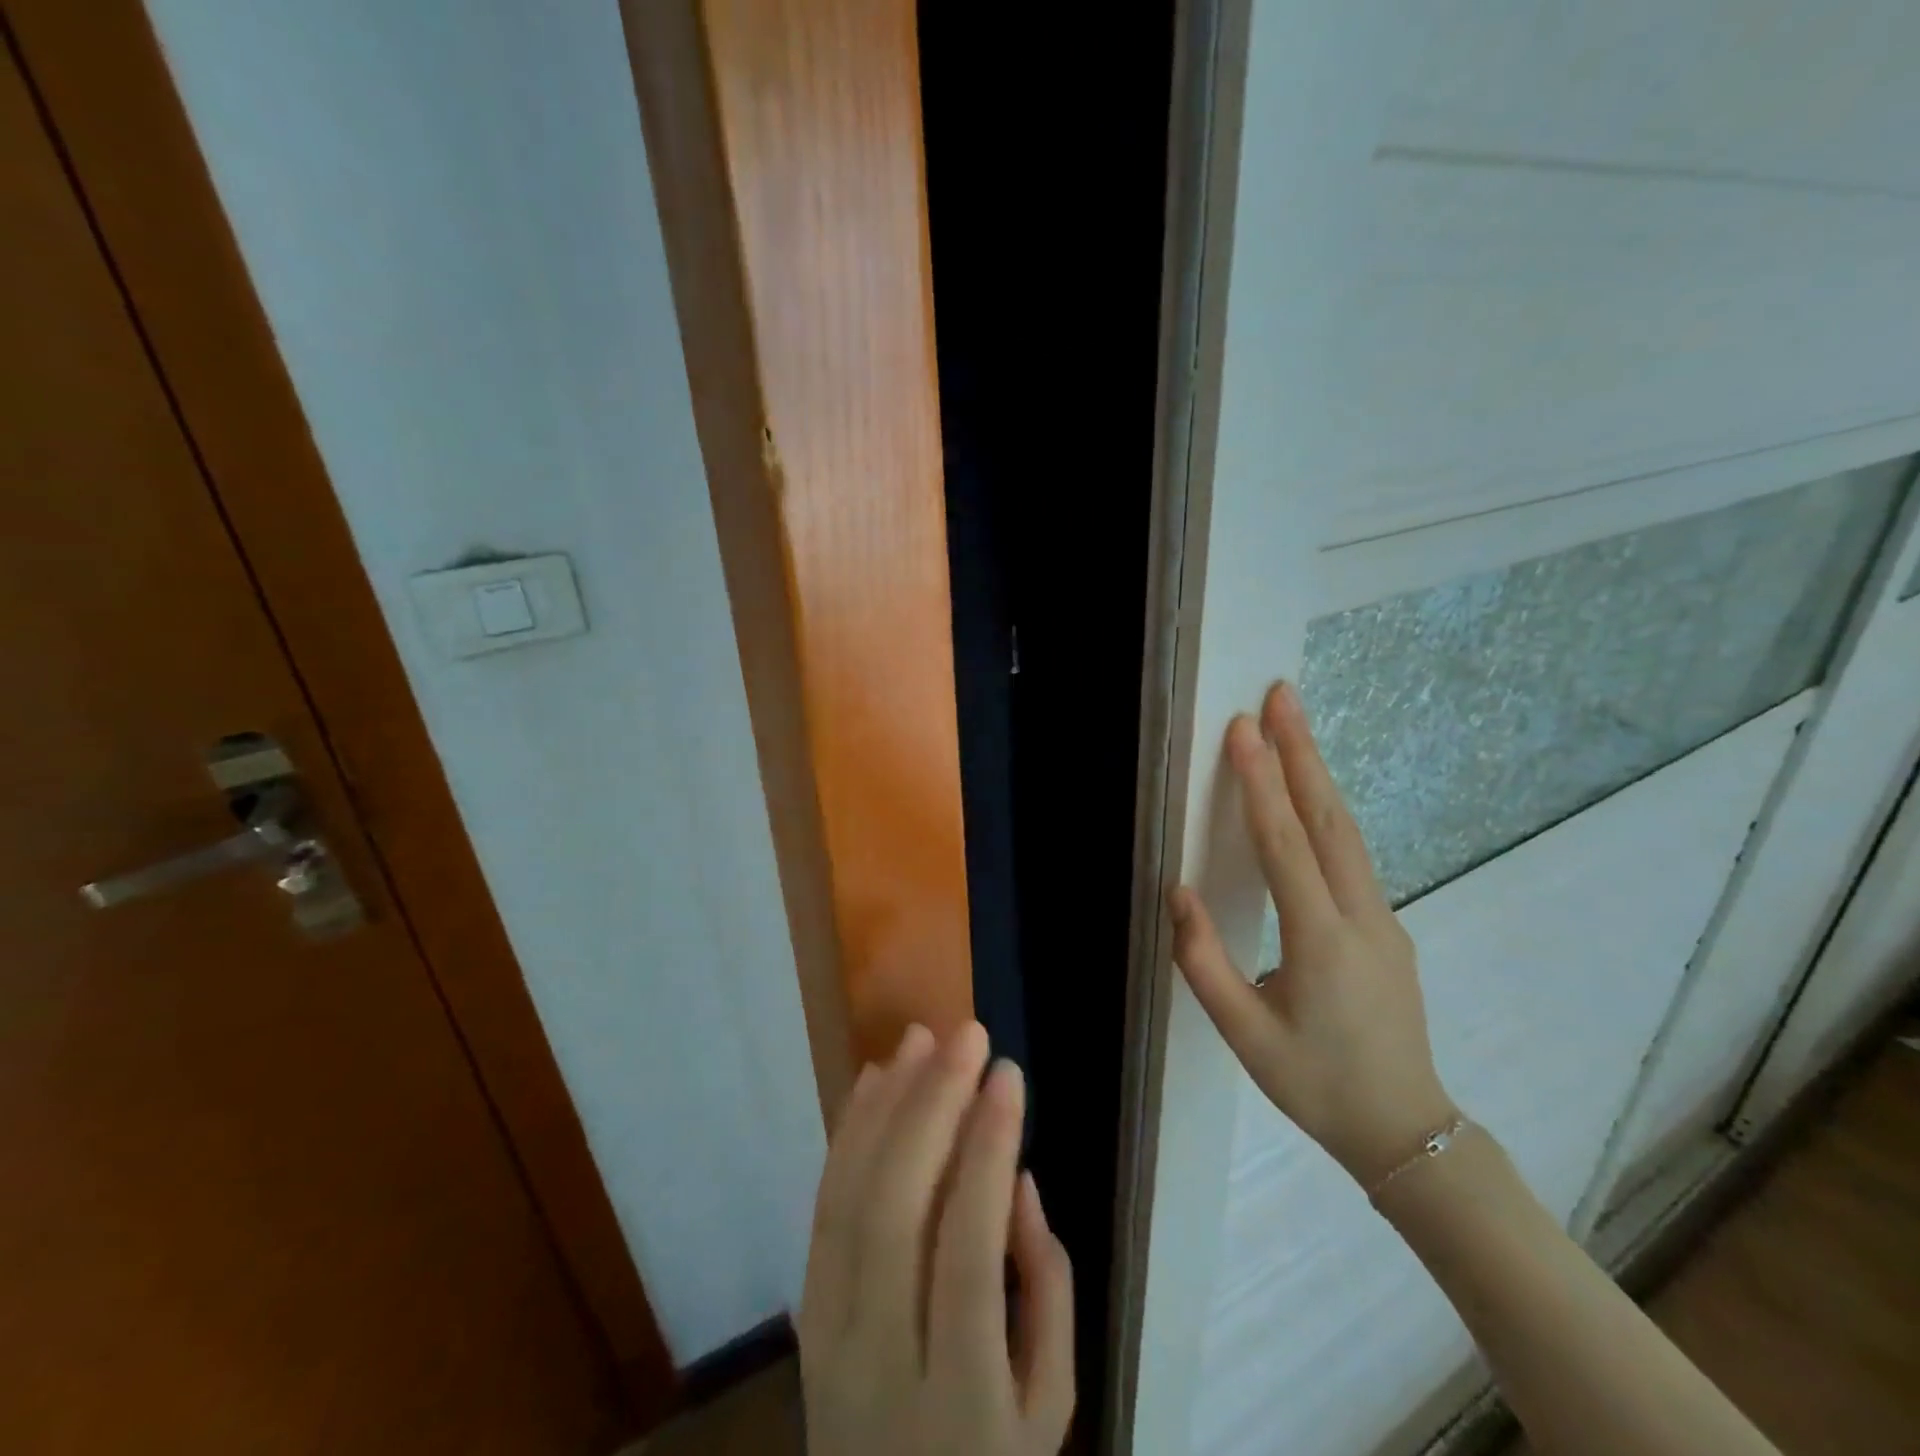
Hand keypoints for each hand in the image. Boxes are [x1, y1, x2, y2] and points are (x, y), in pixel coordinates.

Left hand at [798, 1022, 1075, 1455]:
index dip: (988, 1150)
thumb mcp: (1050, 1407)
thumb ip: (1047, 1291)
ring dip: (886, 1105)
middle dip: (933, 1106)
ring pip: (849, 1199)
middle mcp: (879, 1358)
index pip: (968, 1249)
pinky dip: (849, 1135)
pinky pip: (823, 1209)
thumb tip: (1015, 1179)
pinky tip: (874, 1081)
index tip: (1008, 1073)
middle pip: (896, 1211)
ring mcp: (828, 1334)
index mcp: (958, 1392)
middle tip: (966, 1035)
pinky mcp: (806, 1312)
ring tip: (920, 1038)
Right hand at [1169, 680, 1455, 1187]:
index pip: (1285, 845)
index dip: (1261, 784)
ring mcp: (1384, 919)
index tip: (1244, 730)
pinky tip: (1309, 795)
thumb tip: (1176, 891)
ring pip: (1346, 832)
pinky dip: (1326, 812)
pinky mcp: (1387, 927)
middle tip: (1281, 696)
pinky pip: (1351, 856)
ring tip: (1292, 726)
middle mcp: (1361, 917)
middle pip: (1329, 819)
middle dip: (1302, 752)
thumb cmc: (1315, 1084)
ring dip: (1317, 774)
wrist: (1406, 1130)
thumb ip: (1203, 961)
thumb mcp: (1244, 1034)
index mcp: (1321, 942)